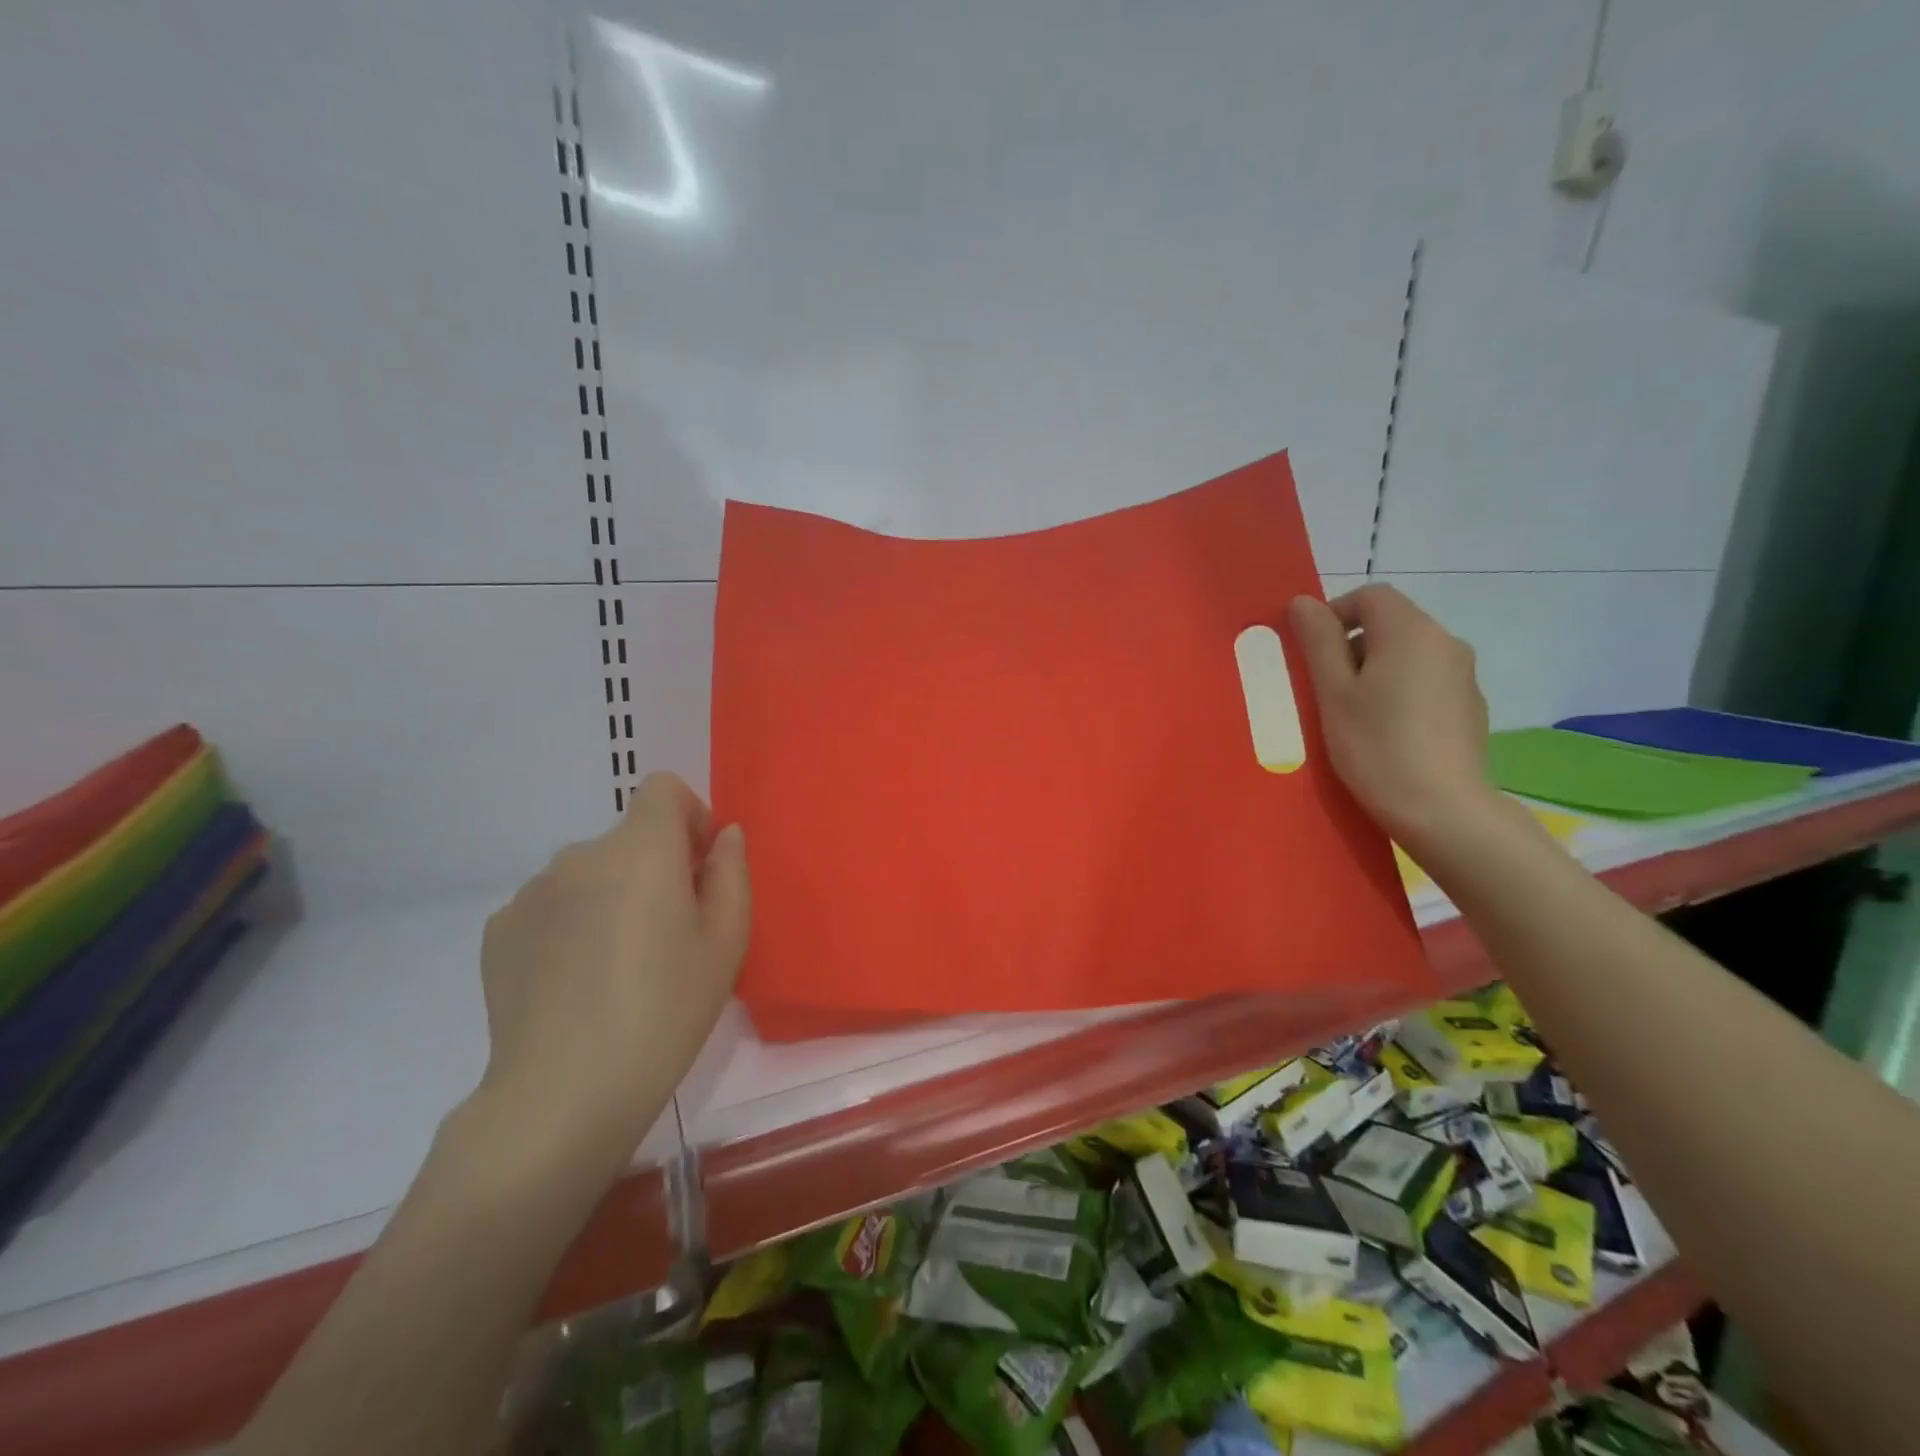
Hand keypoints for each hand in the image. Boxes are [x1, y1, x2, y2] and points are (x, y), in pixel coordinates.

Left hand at [471, 773, 748, 1176]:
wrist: (564, 1093)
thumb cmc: (665, 1011)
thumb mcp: (727, 942)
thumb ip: (731, 872)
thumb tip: (723, 836)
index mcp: (642, 850)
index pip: (663, 789)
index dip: (688, 817)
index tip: (697, 868)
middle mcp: (581, 855)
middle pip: (628, 838)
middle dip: (653, 867)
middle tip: (666, 934)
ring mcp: (531, 892)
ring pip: (588, 873)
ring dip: (609, 896)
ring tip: (615, 965)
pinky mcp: (499, 930)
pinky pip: (549, 906)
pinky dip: (568, 925)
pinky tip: (573, 983)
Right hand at [1289, 585, 1495, 856]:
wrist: (1441, 809)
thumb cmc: (1375, 746)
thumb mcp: (1333, 692)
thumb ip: (1318, 641)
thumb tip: (1304, 602)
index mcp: (1411, 631)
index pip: (1370, 596)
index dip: (1334, 614)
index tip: (1311, 654)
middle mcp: (1446, 642)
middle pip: (1390, 623)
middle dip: (1352, 646)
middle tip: (1325, 690)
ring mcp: (1463, 676)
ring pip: (1408, 654)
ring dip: (1375, 670)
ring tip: (1353, 714)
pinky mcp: (1469, 707)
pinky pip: (1426, 681)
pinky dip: (1400, 691)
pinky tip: (1386, 732)